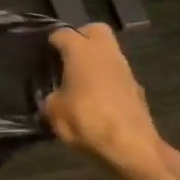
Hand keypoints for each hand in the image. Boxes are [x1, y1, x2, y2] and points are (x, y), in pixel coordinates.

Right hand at [43, 23, 179, 179]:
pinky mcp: (137, 90)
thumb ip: (50, 99)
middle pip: (95, 30)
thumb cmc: (87, 121)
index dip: (50, 42)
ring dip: (95, 61)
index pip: (62, 33)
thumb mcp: (54, 112)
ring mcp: (125, 70)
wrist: (133, 148)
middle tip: (67, 57)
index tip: (43, 55)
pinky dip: (107, 80)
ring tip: (79, 82)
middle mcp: (105, 53)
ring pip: (109, 53)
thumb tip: (53, 98)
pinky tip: (96, 100)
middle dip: (81, 38)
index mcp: (81, 51)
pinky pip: (117, 75)